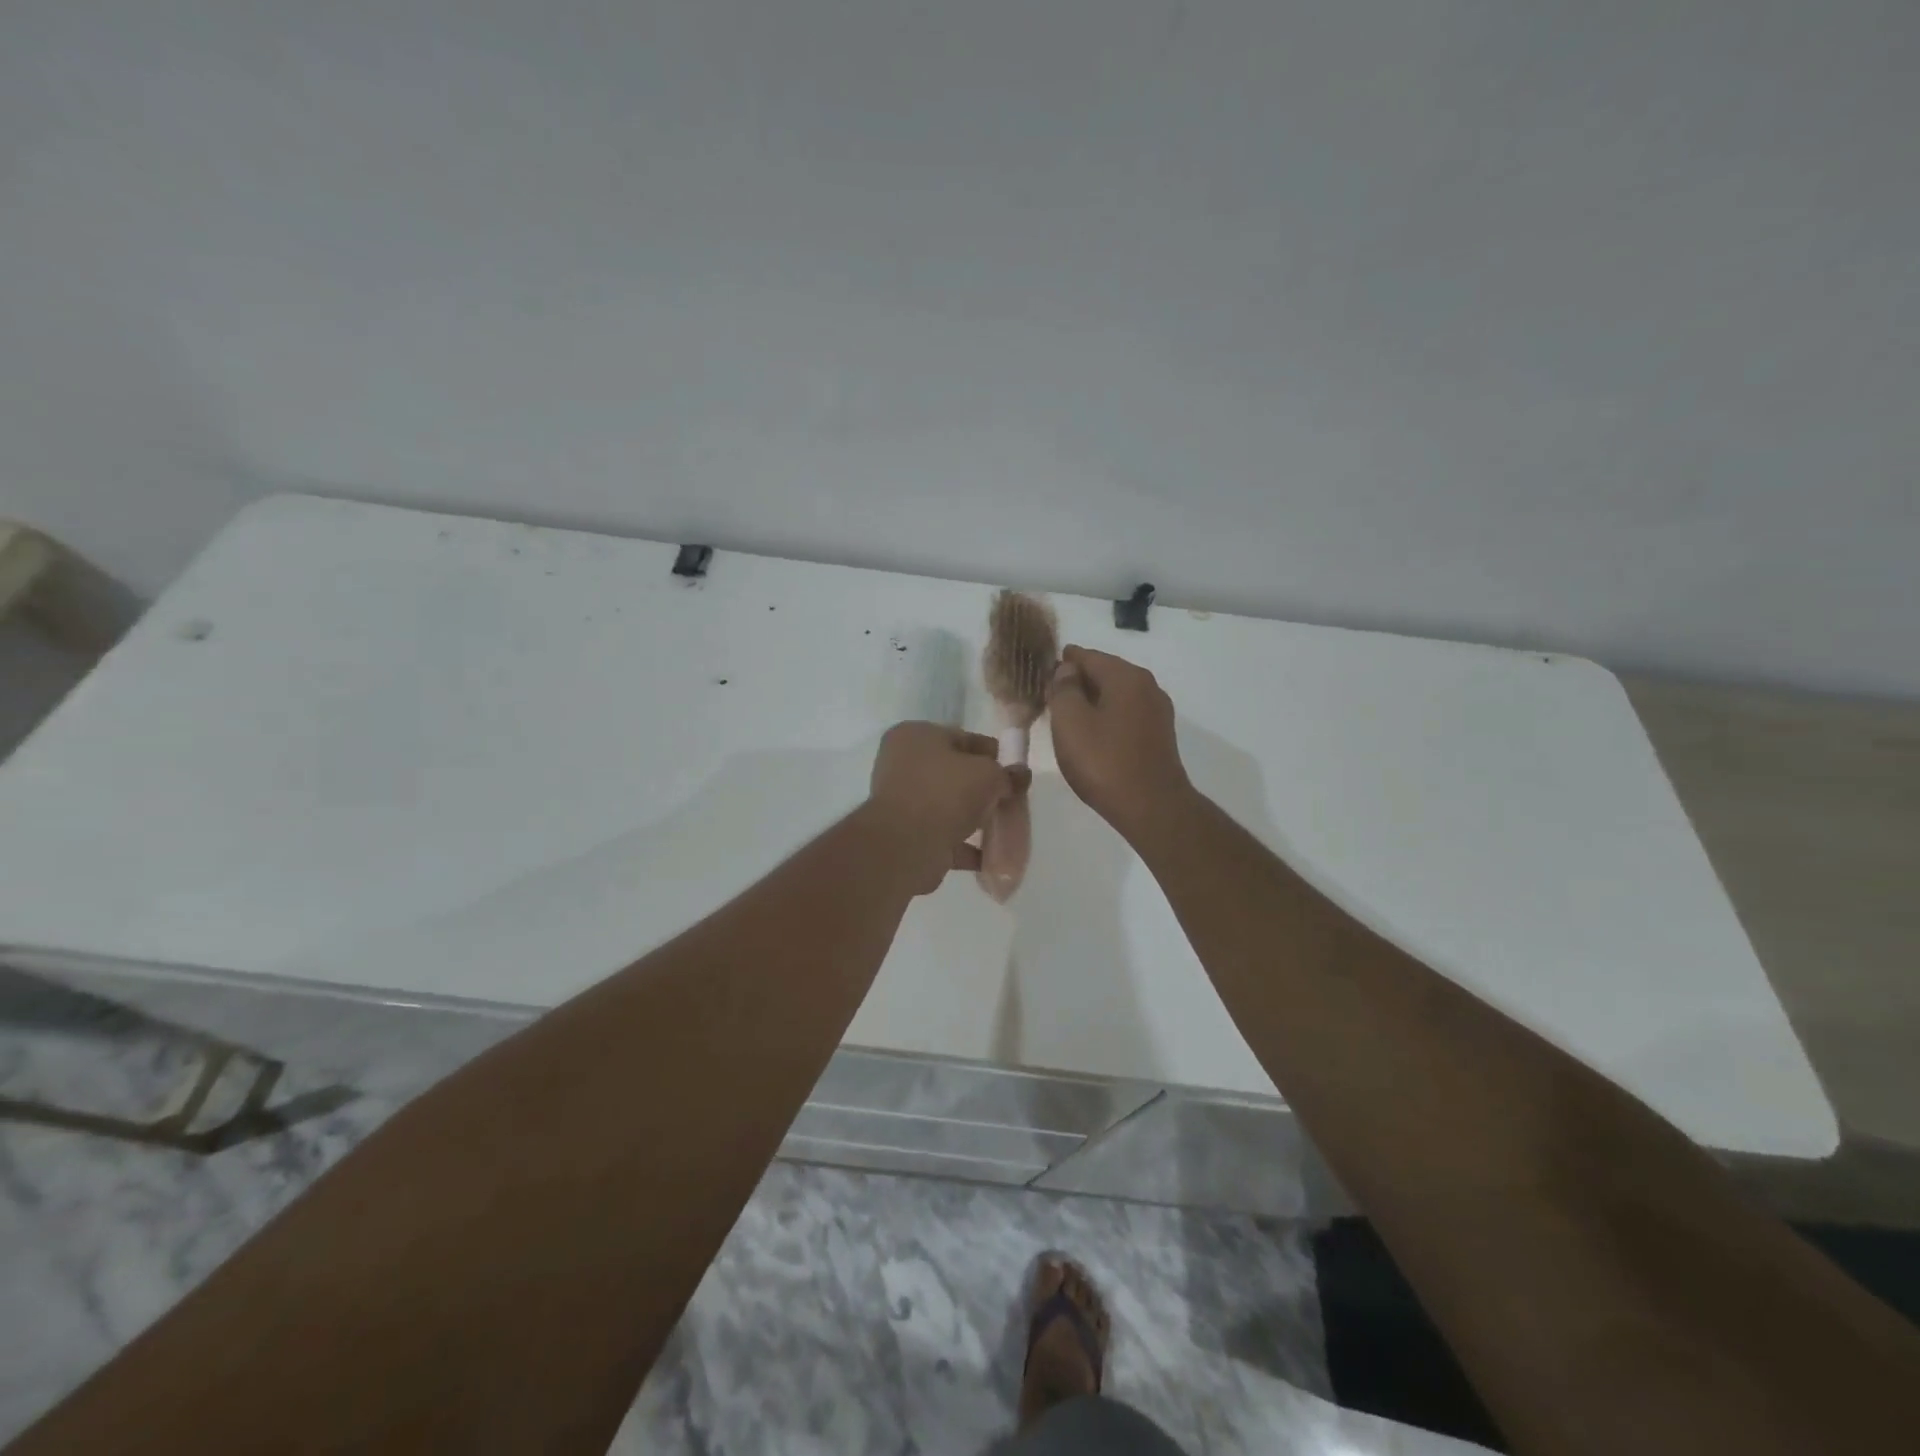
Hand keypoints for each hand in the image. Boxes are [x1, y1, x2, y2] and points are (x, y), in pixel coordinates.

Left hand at [864, 722, 1029, 893]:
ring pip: (947, 805)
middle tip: (1008, 799)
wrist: (906, 846)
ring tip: (1002, 828)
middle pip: (953, 772)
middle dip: (982, 787)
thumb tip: (1021, 775)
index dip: (991, 753)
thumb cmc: (945, 793)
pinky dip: (964, 845)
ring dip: (973, 817)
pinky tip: (988, 855)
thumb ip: (1007, 774)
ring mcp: (901, 801)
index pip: (962, 737)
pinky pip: (942, 834)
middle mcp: (901, 763)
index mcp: (914, 735)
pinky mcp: (905, 834)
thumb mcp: (988, 775)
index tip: (1013, 770)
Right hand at [1047, 646, 1192, 838]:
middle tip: (1051, 693)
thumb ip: (1064, 689)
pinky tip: (1092, 733)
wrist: (1152, 807)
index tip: (1044, 668)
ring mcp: (1157, 712)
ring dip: (1093, 699)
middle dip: (1078, 680)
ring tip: (1067, 714)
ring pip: (1117, 695)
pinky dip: (1107, 716)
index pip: (1088, 656)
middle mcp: (1147, 686)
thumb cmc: (1104, 762)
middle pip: (1106, 673)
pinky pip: (1126, 714)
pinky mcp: (1159, 736)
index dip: (1064, 661)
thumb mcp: (1070, 721)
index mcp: (1126, 677)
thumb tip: (1067, 670)